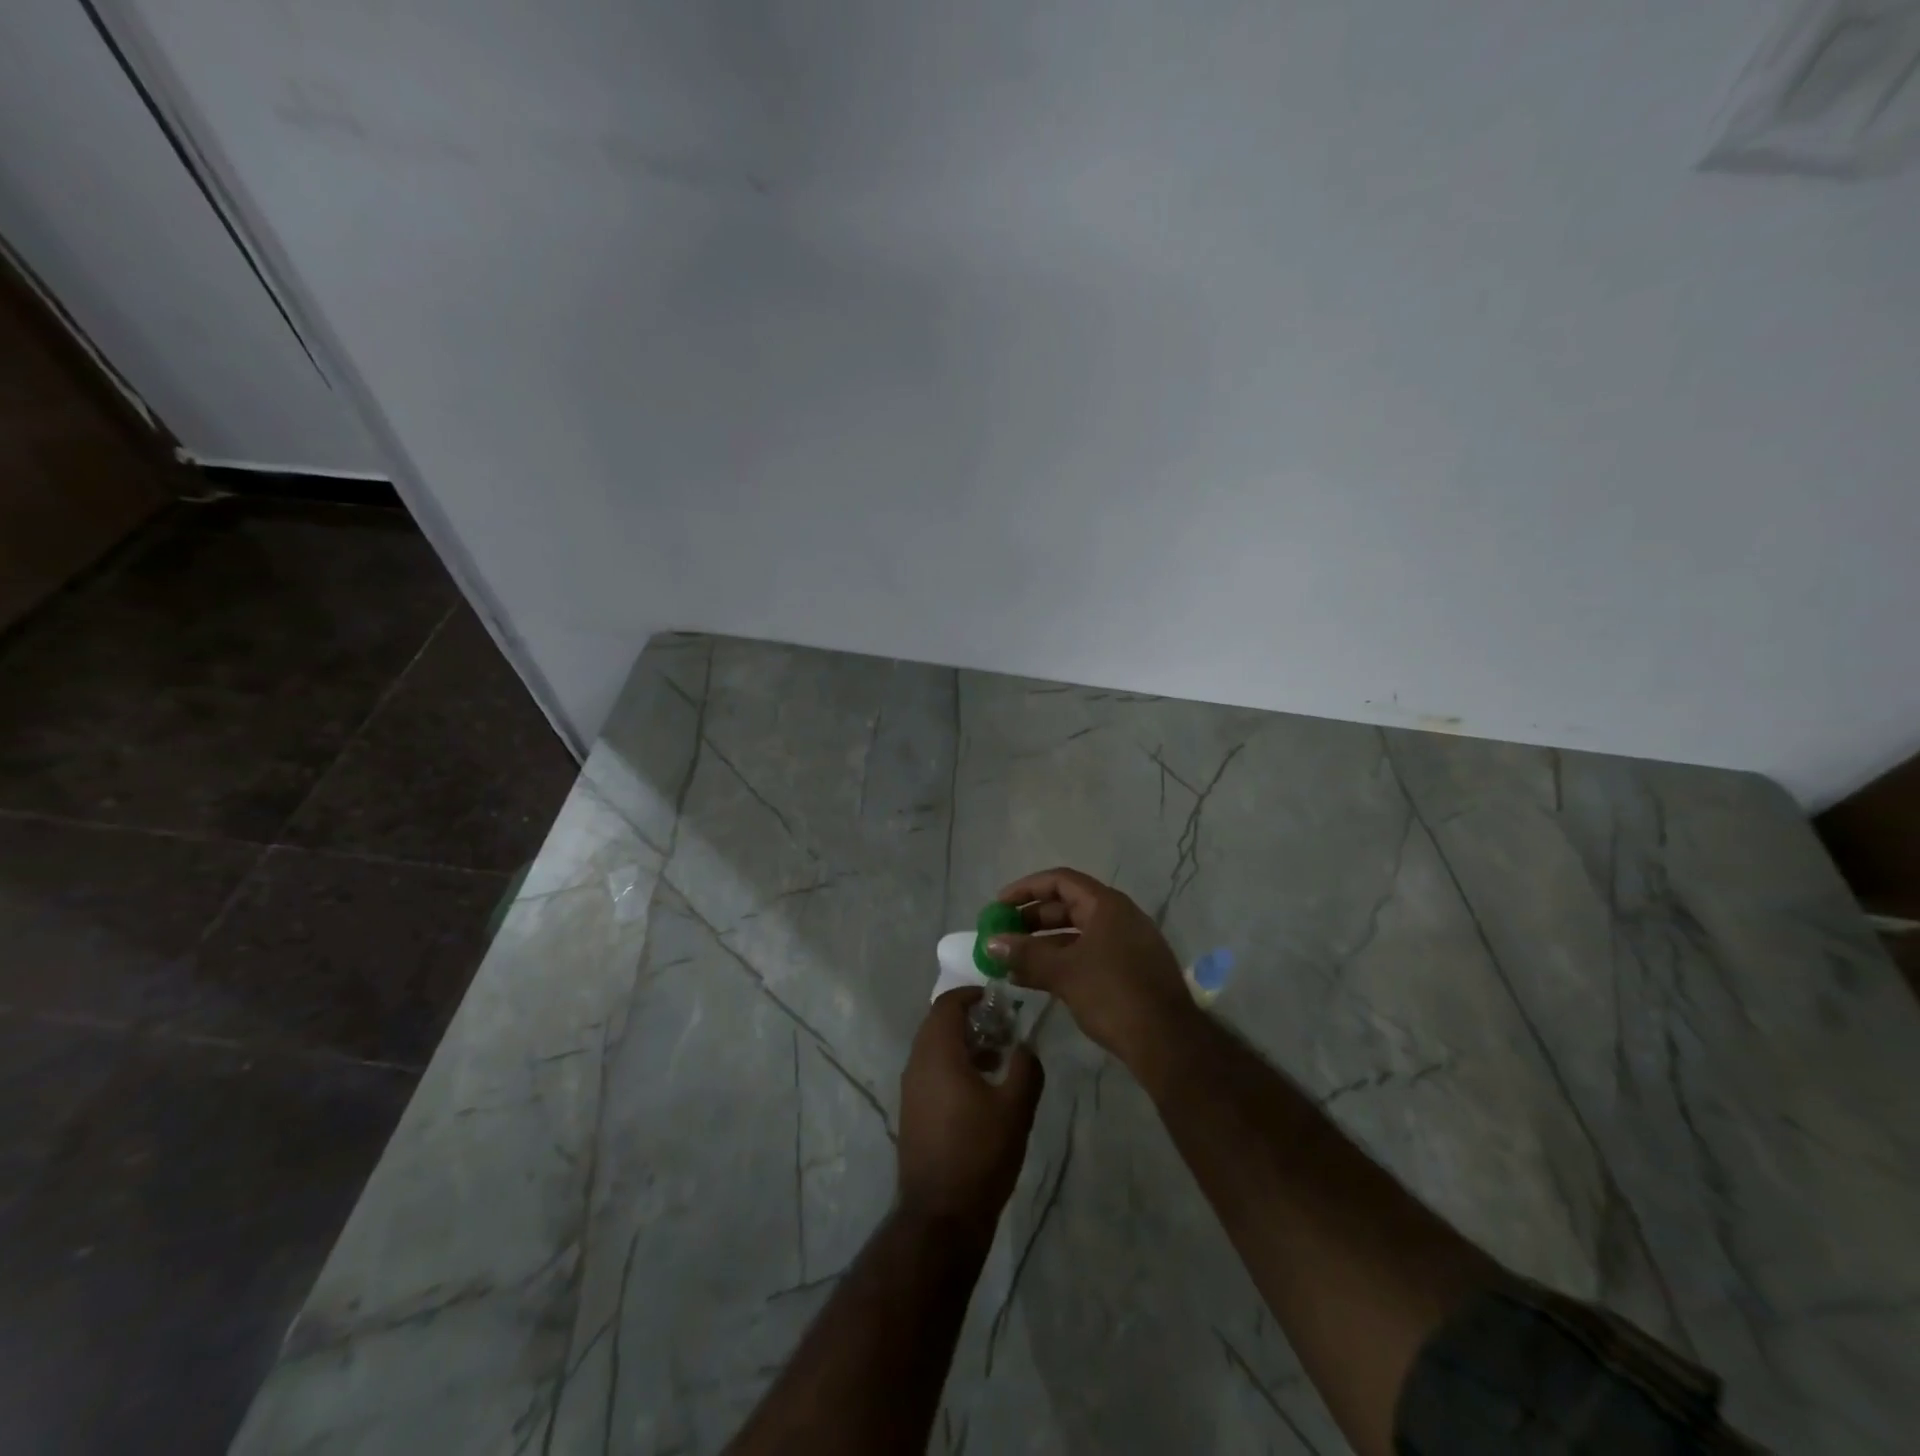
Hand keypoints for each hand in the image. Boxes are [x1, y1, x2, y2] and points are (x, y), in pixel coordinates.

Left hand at [897, 990, 1043, 1240]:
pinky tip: (981, 1089)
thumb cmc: (980, 1153)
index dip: (971, 995)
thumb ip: (1026, 1067)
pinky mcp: (912, 1111)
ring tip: (998, 1059)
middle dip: (970, 1019)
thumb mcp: (1016, 1107)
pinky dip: (953, 1065)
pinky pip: (931, 1071)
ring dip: (963, 1044)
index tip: (998, 1000)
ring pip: (934, 1049)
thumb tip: (1025, 1046)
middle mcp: (917, 1063)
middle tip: (1002, 1028)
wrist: (941, 1216)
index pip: (947, 1004)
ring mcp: (910, 1089)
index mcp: (937, 1053)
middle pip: (938, 1024)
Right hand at [985, 866, 1197, 1070]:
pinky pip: (1087, 956)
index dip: (1026, 889)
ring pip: (1075, 935)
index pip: (1060, 881)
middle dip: (1031, 920)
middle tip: (1001, 935)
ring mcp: (1126, 945)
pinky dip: (1060, 963)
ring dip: (1042, 946)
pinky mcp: (1129, 972)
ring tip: (1010, 963)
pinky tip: (1034, 981)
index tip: (999, 904)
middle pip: (1067, 907)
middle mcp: (1119, 918)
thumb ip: (1025, 954)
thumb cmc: (1114, 994)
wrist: (1168, 1043)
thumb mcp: (1064, 972)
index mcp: (1107, 905)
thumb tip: (990, 942)